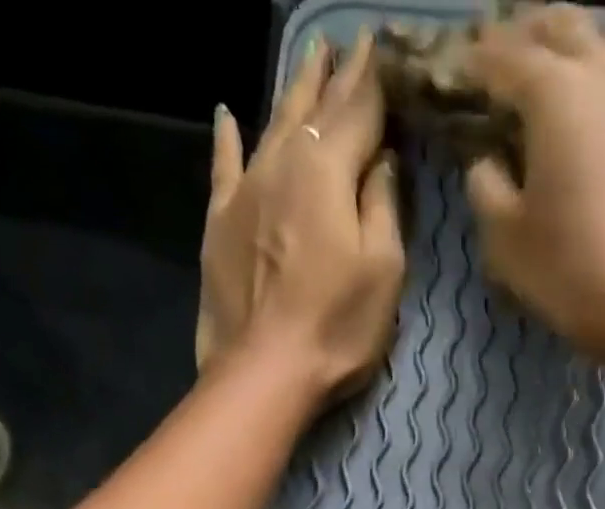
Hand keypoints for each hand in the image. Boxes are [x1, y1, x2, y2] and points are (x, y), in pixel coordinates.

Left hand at [198, 32, 404, 407]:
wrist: (265, 370)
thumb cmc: (336, 327)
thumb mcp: (384, 271)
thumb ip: (383, 207)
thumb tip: (381, 160)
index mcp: (328, 171)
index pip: (358, 111)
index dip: (373, 79)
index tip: (381, 44)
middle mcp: (283, 162)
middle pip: (313, 109)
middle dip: (333, 75)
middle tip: (345, 42)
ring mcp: (245, 189)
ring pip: (273, 124)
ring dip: (292, 91)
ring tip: (307, 57)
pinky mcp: (220, 221)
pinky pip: (224, 164)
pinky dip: (227, 137)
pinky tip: (227, 114)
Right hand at [464, 7, 604, 364]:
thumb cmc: (568, 273)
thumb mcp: (504, 239)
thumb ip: (485, 186)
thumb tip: (488, 161)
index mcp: (555, 94)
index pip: (505, 57)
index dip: (475, 63)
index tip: (456, 72)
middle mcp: (604, 76)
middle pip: (563, 26)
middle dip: (526, 36)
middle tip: (502, 63)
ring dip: (584, 43)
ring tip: (563, 75)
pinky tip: (601, 115)